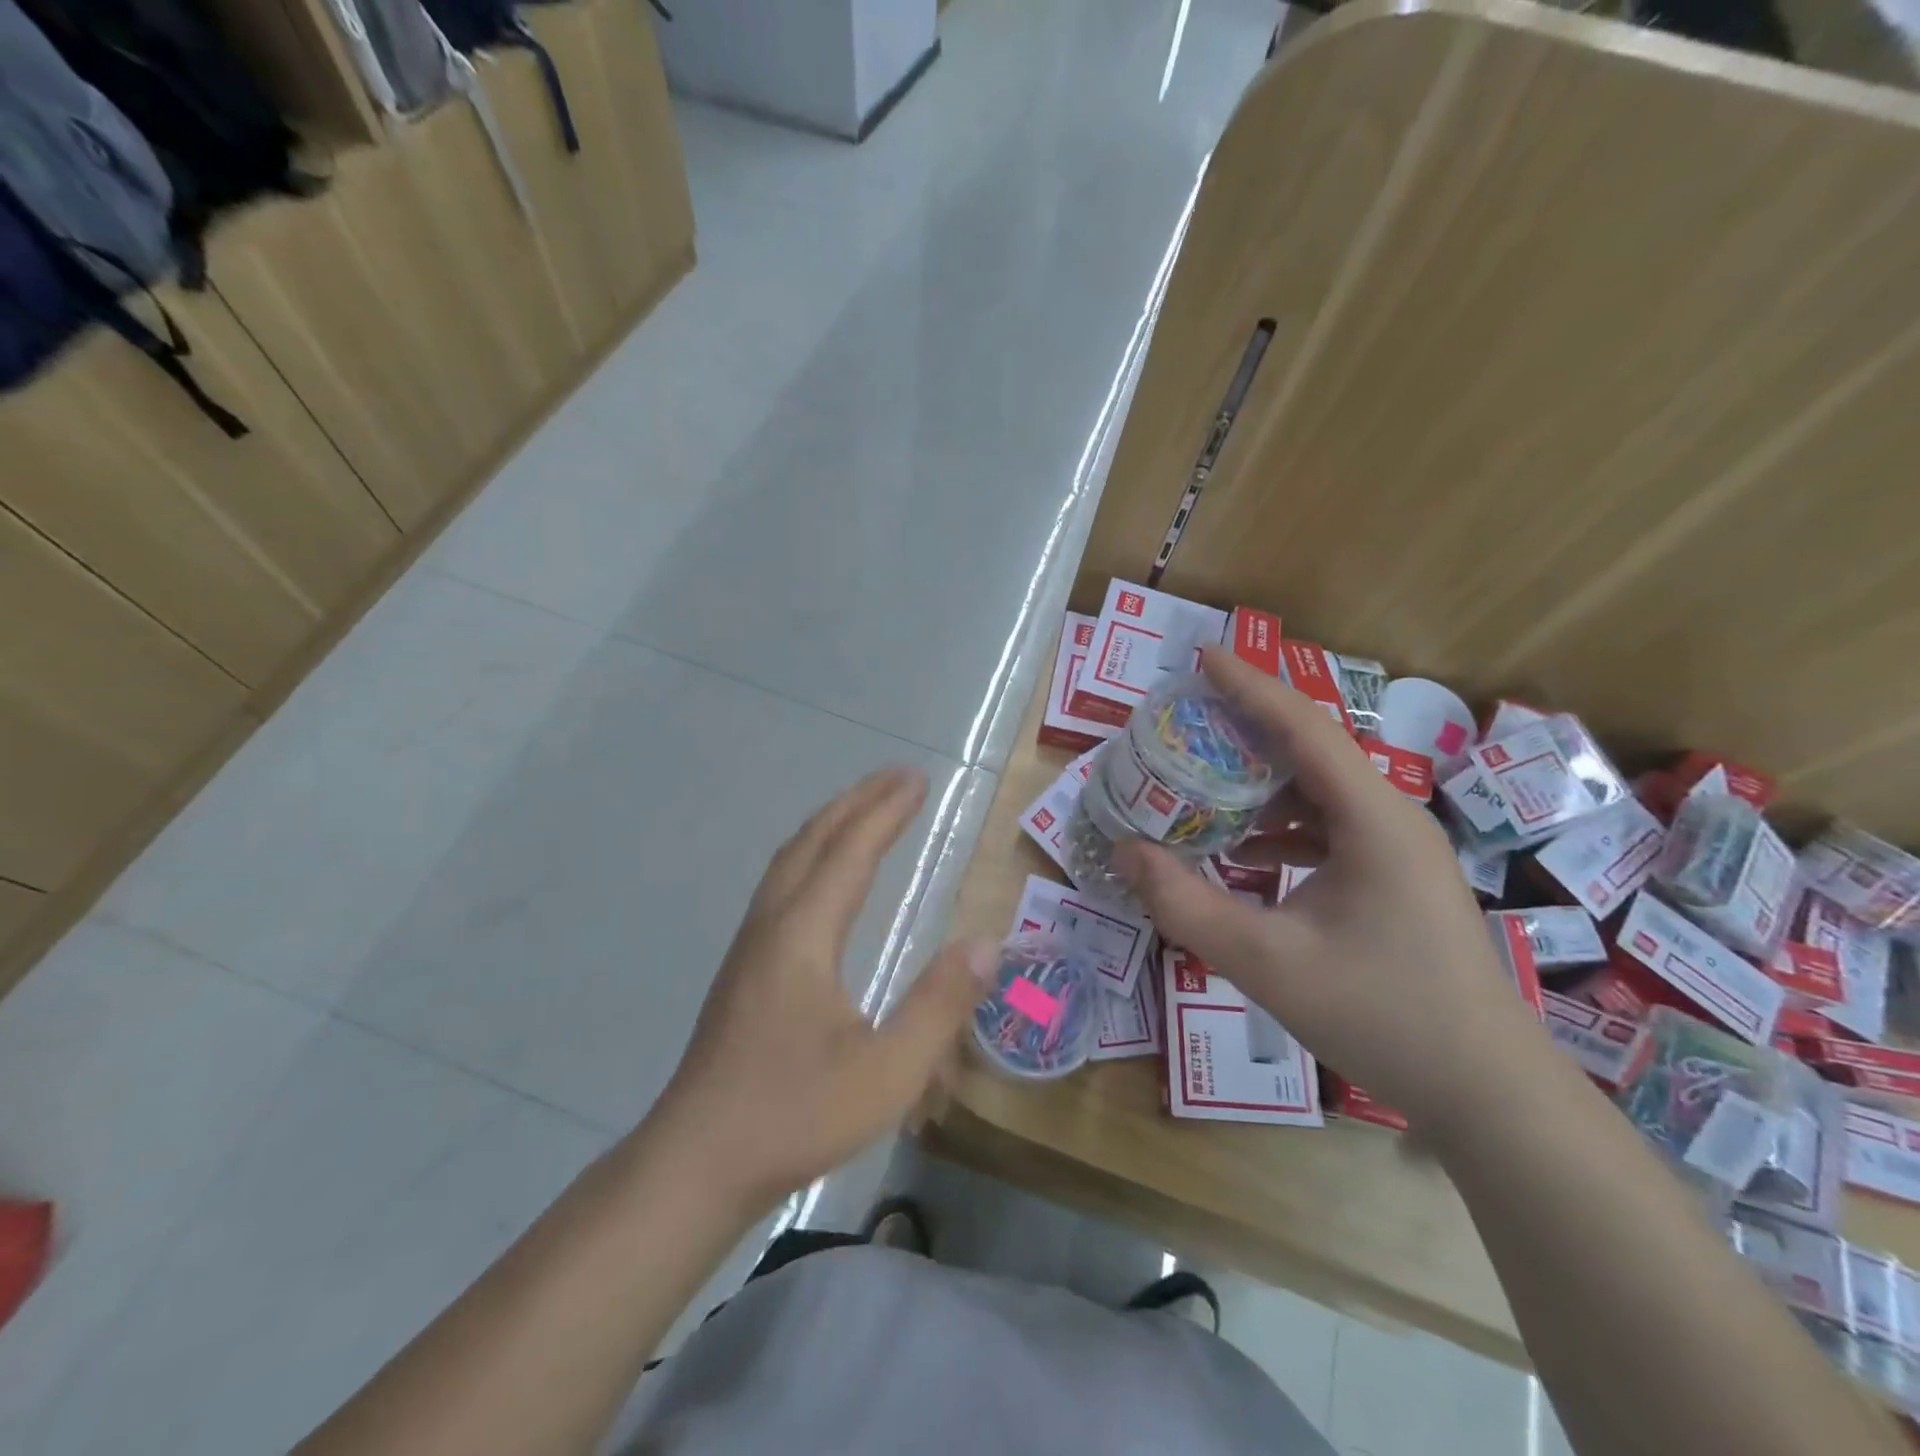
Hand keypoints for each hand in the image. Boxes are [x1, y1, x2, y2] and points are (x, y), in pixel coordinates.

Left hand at [651, 768, 995, 1209]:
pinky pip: (782, 882)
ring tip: (865, 807)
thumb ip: (939, 1005)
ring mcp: (750, 944)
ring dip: (831, 823)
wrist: (697, 1161)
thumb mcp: (886, 1072)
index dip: (886, 812)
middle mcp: (772, 924)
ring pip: (790, 859)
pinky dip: (812, 853)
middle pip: (814, 840)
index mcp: (804, 934)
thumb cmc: (795, 1115)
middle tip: (898, 777)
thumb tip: (987, 943)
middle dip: (858, 802)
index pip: (851, 852)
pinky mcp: (743, 967)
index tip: (918, 780)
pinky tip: (823, 875)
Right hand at [1116, 647, 1550, 1134]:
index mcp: (1372, 819)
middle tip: (1184, 718)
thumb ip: (1185, 904)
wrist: (1487, 1093)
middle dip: (1245, 727)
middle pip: (1310, 750)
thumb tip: (1126, 851)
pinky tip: (1242, 850)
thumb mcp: (1266, 962)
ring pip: (1317, 791)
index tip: (1200, 657)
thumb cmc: (1382, 1017)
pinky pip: (1326, 829)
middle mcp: (1390, 819)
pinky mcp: (1392, 879)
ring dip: (1259, 781)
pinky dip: (1279, 826)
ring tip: (1200, 779)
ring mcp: (1396, 850)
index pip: (1303, 728)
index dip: (1249, 686)